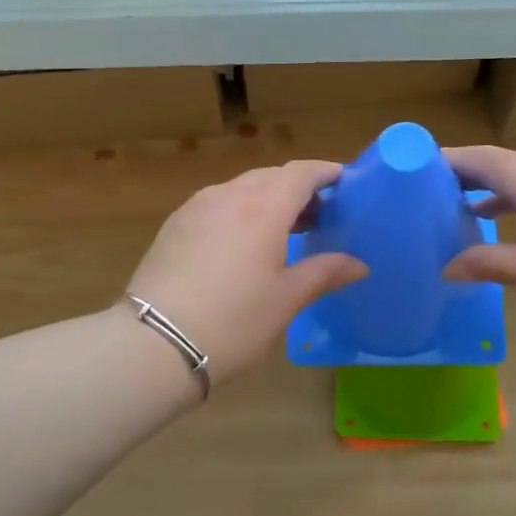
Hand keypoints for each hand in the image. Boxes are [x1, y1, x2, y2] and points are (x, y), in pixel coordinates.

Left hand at [128, 161, 366, 382]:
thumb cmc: (234, 320)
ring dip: (268, 199)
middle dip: (298, 188)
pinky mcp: (175, 224)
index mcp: (264, 206)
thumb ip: (324, 272)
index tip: (345, 181)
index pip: (301, 172)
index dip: (325, 172)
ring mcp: (197, 207)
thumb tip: (359, 264)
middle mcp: (229, 195)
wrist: (156, 342)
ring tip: (285, 229)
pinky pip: (217, 203)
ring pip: (241, 188)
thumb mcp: (286, 299)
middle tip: (320, 215)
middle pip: (272, 177)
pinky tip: (243, 241)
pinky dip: (240, 210)